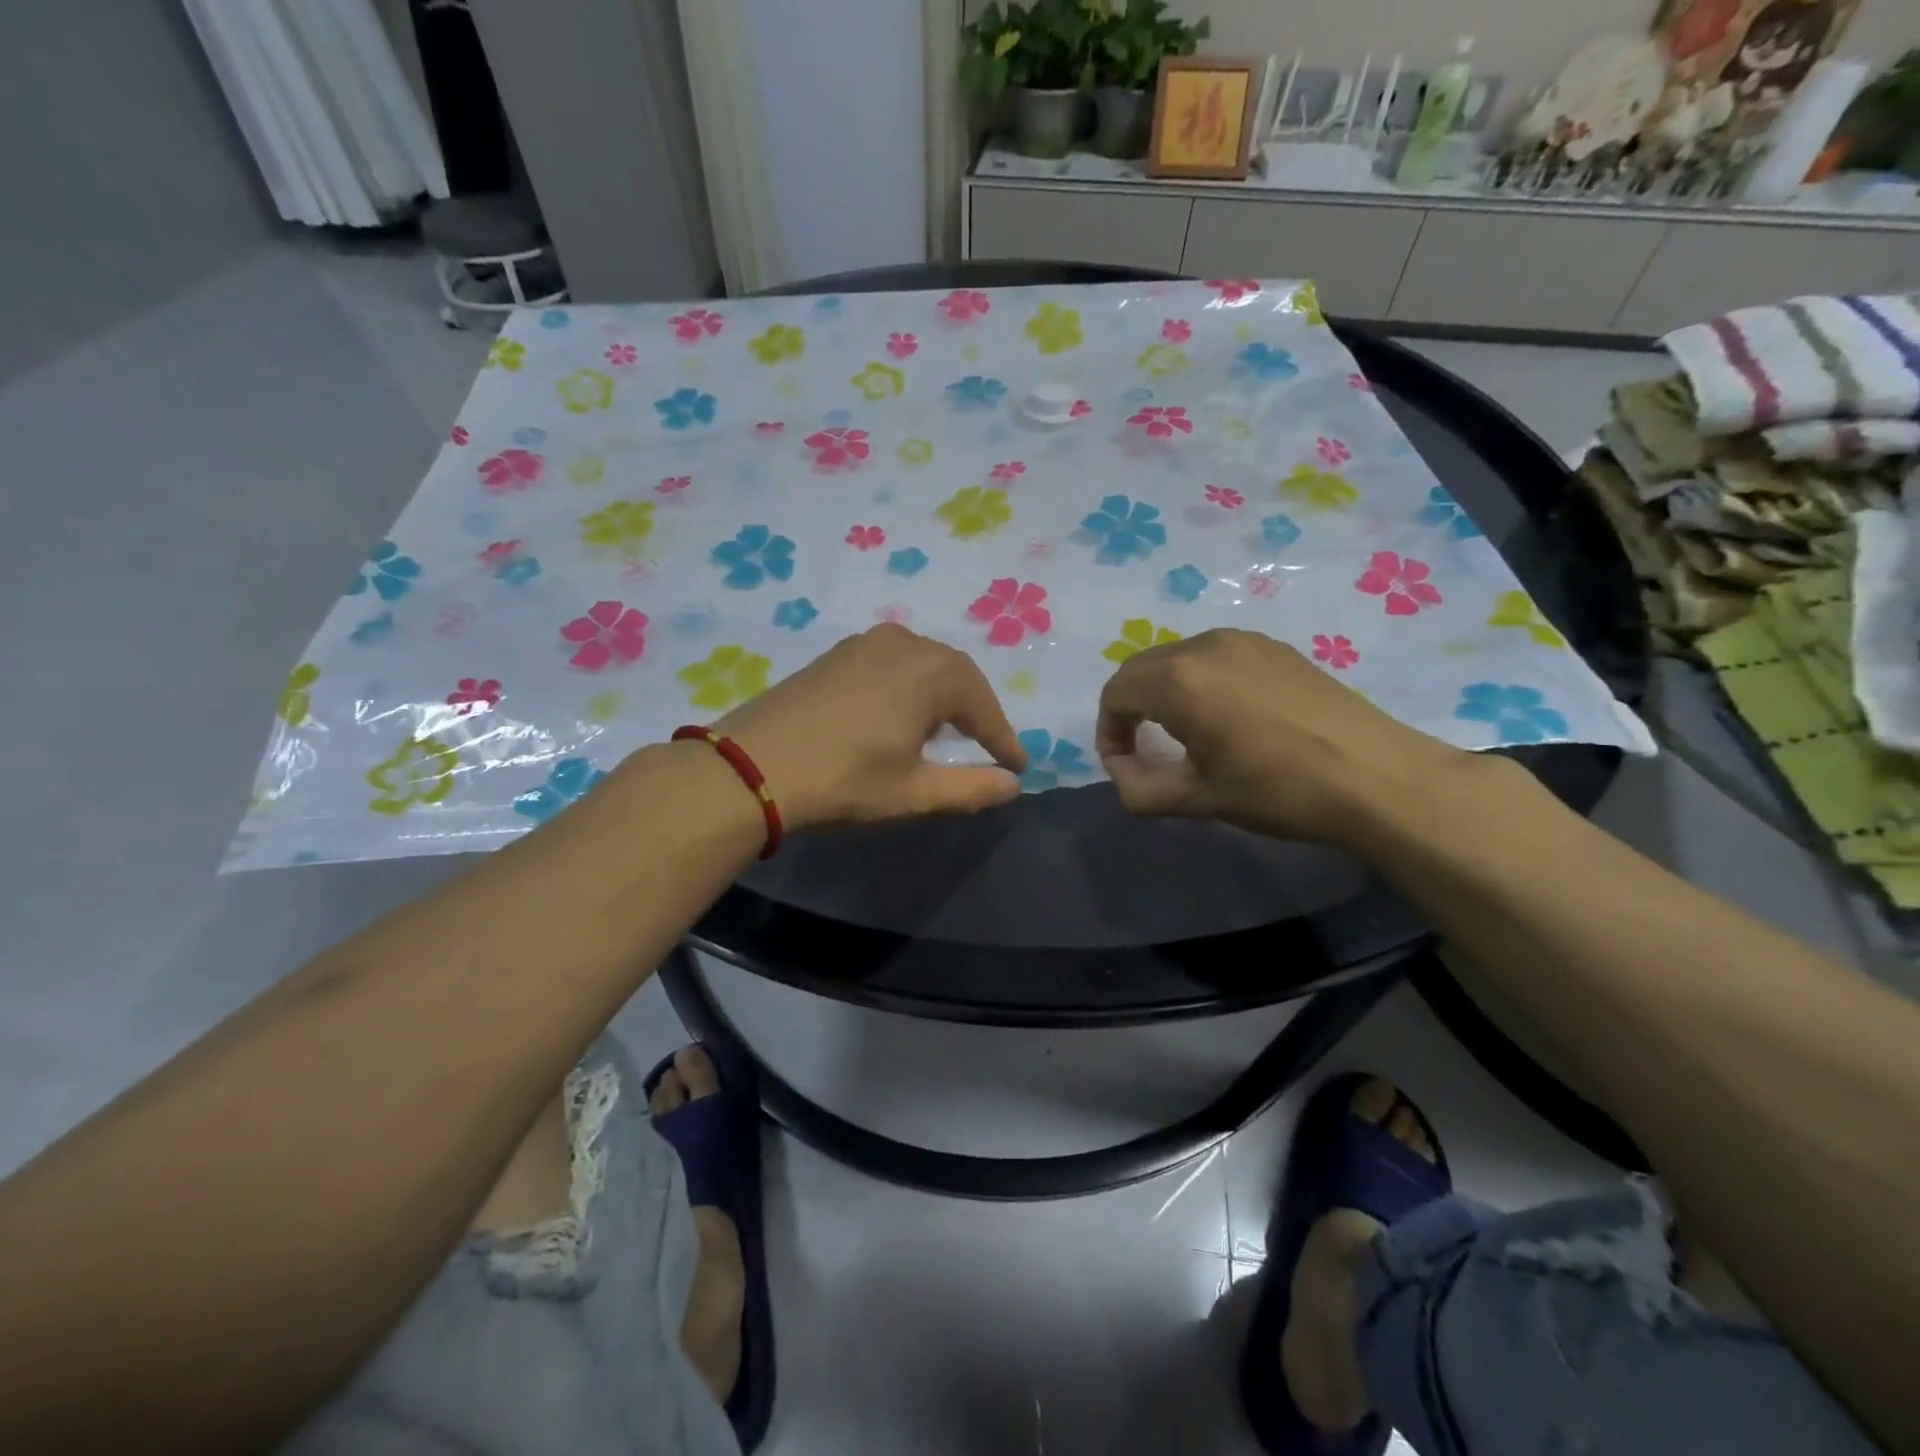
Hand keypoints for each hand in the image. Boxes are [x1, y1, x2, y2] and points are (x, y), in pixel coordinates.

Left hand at [714, 623, 1025, 829]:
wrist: (750, 767)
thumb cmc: (843, 780)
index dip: (1003, 739)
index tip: (1018, 766)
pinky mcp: (836, 653)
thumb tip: (1012, 785)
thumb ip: (971, 788)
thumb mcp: (914, 792)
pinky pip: (892, 663)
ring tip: (947, 732)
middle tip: (988, 747)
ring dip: (943, 697)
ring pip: (923, 665)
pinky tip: (900, 714)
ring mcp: (865, 643)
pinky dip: (910, 687)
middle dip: (976, 712)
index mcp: (931, 672)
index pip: (983, 706)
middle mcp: (904, 643)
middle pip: (956, 676)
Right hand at [1095, 627, 1468, 846]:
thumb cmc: (1278, 790)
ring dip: (1164, 692)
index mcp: (1178, 680)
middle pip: (1141, 669)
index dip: (1108, 732)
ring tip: (1186, 734)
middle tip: (1145, 749)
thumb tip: (1120, 771)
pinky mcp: (1273, 647)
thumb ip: (1138, 789)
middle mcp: (1203, 646)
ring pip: (1177, 659)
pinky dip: (1199, 681)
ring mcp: (1243, 640)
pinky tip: (1228, 716)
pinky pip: (1214, 656)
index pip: (1116, 694)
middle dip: (1130, 708)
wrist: (1376, 777)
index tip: (1126, 766)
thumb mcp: (1198, 799)